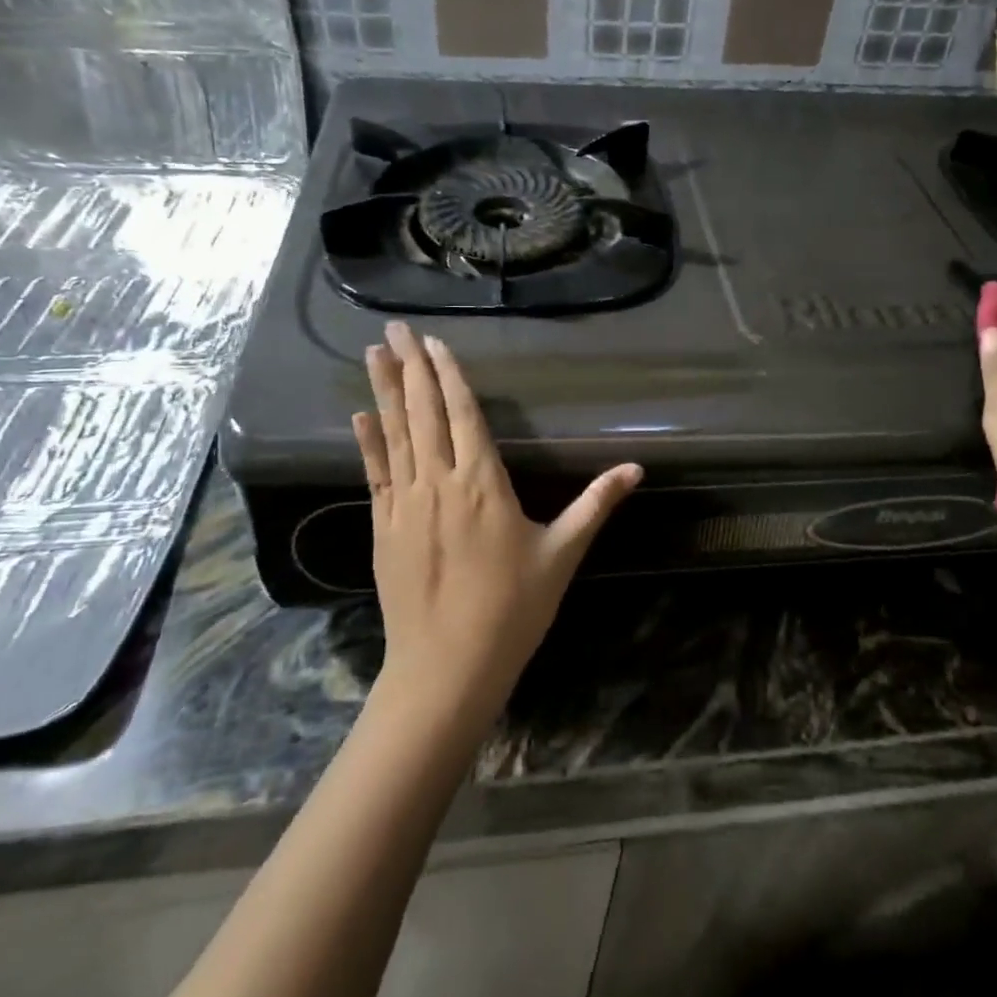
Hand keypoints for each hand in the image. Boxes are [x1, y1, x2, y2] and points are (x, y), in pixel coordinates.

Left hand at [355, 322, 641, 723]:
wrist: (447, 668)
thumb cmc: (512, 609)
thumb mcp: (562, 554)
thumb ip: (595, 504)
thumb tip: (637, 468)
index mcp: (483, 482)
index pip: (464, 413)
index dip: (448, 374)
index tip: (434, 341)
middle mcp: (439, 481)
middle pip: (423, 412)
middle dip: (410, 365)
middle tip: (394, 327)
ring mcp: (405, 503)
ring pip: (394, 434)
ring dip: (383, 390)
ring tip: (373, 353)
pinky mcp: (383, 527)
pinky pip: (375, 473)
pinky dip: (368, 442)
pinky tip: (359, 416)